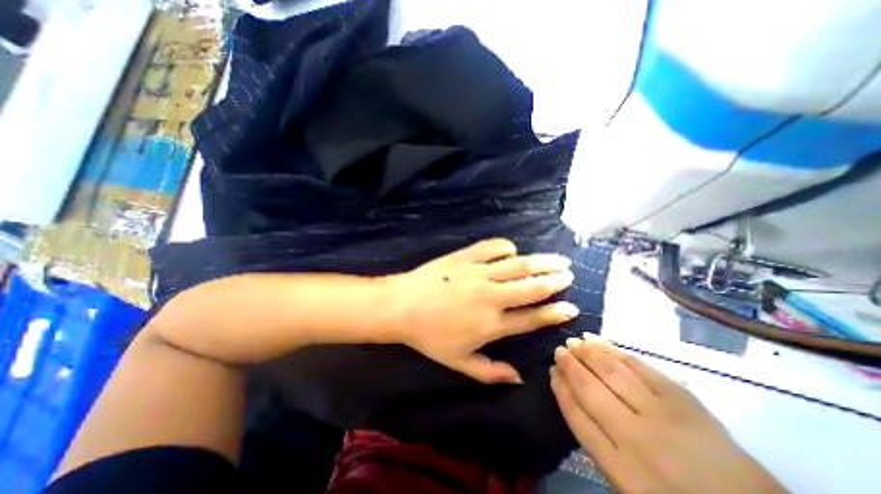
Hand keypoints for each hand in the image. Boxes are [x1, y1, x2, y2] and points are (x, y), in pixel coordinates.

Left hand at [387, 239, 578, 385]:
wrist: (401, 306)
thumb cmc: (429, 336)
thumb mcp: (458, 363)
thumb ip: (490, 372)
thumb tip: (519, 379)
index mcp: (491, 325)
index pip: (532, 319)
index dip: (554, 313)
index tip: (572, 307)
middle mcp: (490, 297)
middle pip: (531, 287)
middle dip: (554, 281)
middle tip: (569, 275)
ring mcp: (478, 273)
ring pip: (518, 265)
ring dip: (541, 262)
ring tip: (558, 260)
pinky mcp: (465, 257)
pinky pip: (492, 247)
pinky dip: (506, 247)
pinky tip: (512, 250)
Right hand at [549, 336, 791, 493]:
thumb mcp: (629, 484)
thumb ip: (598, 443)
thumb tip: (573, 399)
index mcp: (621, 469)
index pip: (577, 417)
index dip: (560, 390)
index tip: (551, 371)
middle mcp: (637, 439)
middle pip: (590, 390)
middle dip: (570, 366)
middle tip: (559, 350)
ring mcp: (662, 416)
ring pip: (612, 373)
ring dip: (588, 353)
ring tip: (574, 341)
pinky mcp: (684, 400)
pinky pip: (640, 367)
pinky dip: (615, 351)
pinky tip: (600, 342)